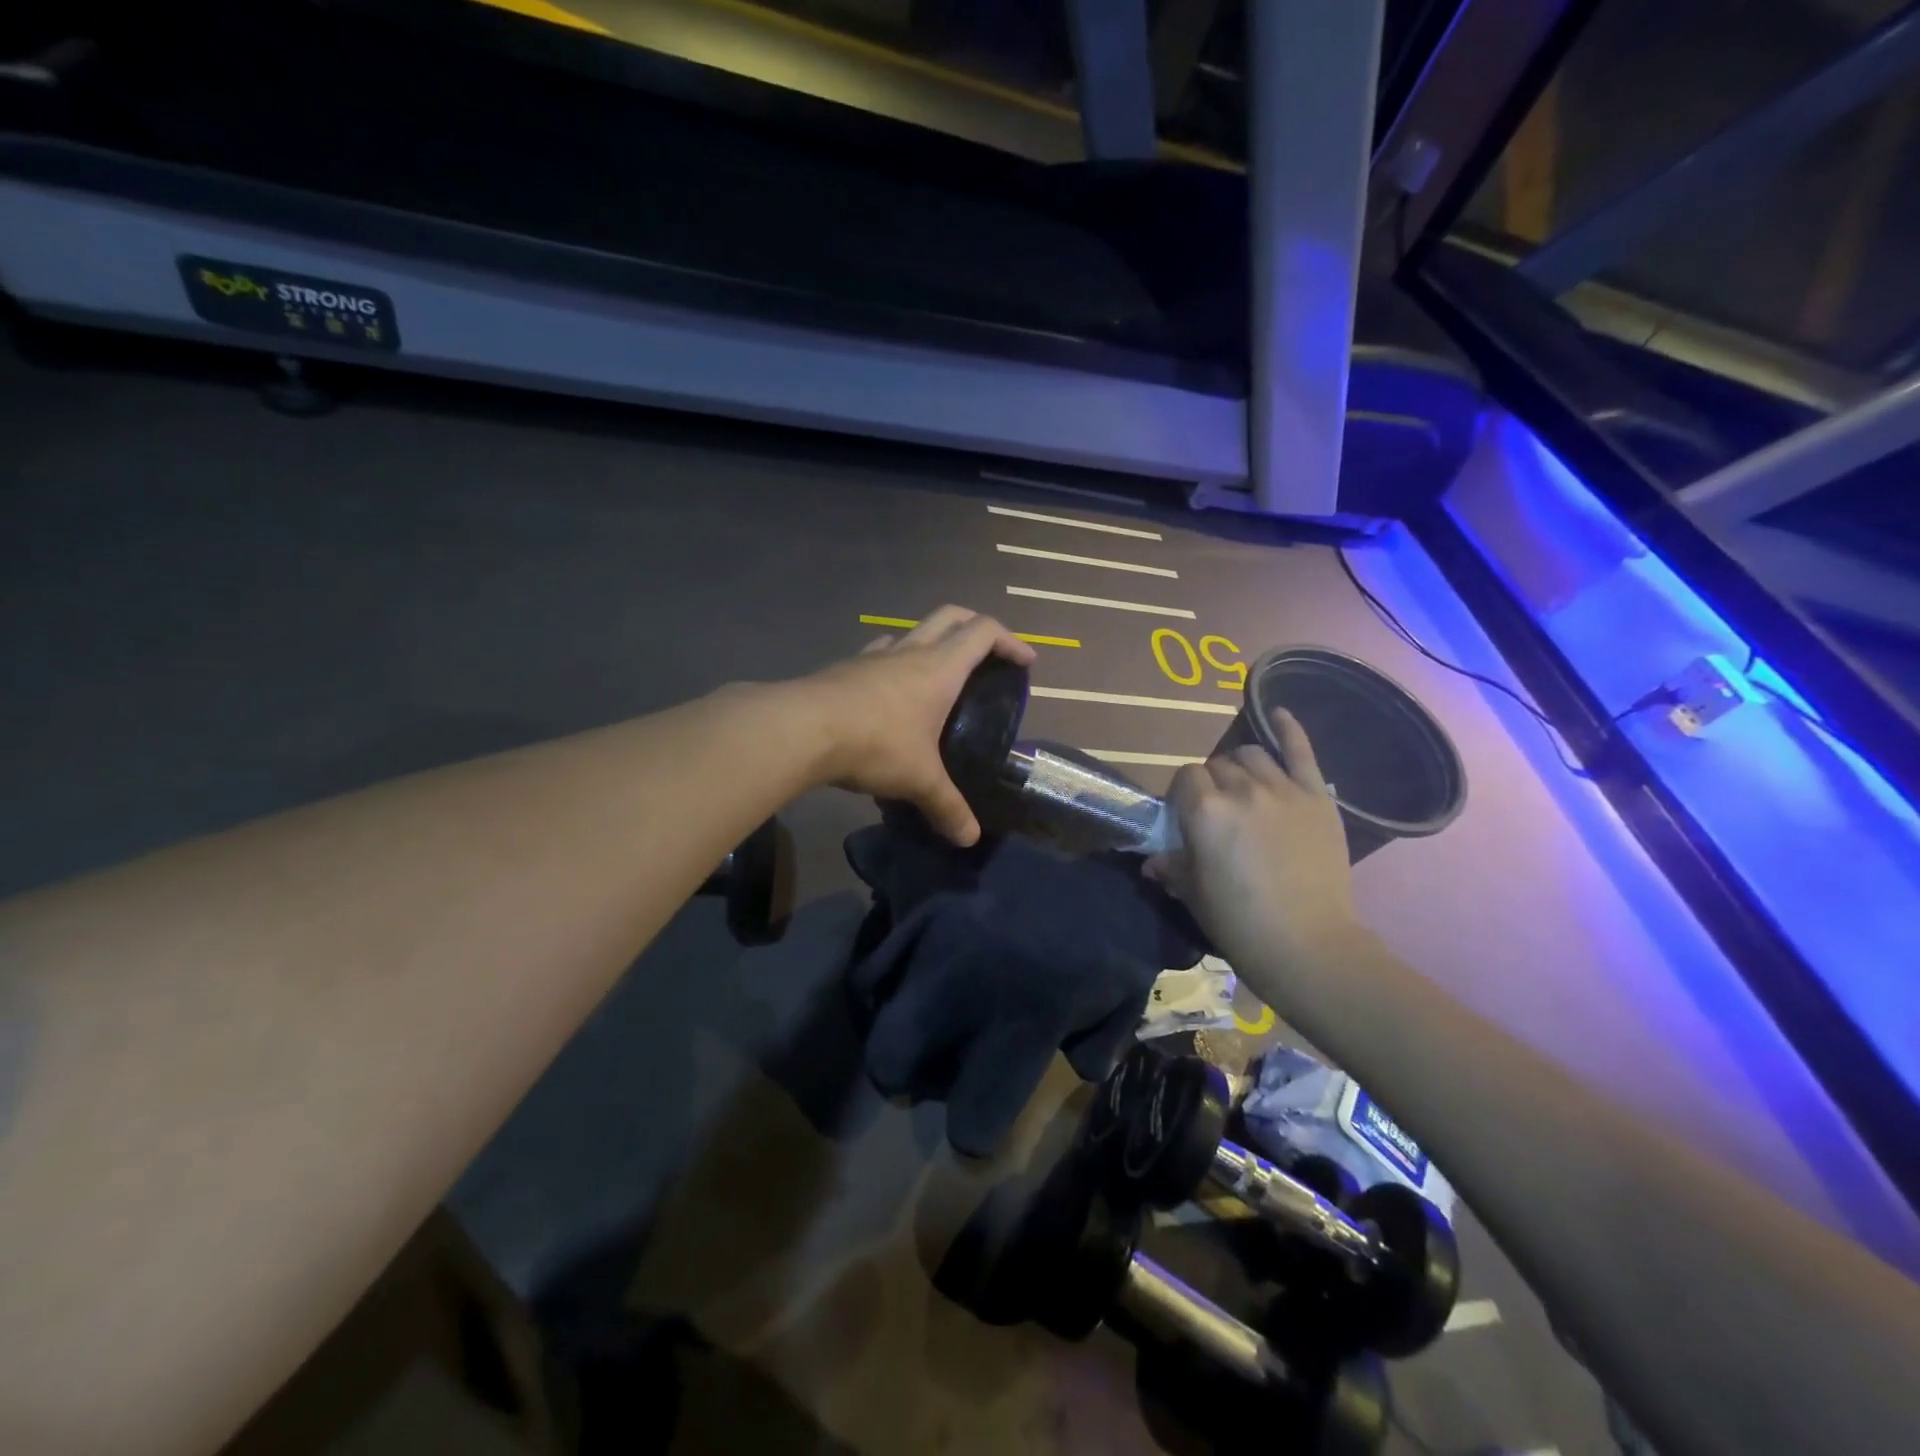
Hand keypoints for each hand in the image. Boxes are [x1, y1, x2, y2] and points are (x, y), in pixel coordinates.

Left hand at [797, 606, 1035, 845]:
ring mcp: (873, 655)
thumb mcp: (919, 780)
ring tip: (939, 678)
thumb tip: (968, 838)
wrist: (800, 730)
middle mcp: (910, 651)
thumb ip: (947, 807)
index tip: (1025, 663)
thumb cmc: (875, 744)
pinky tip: (890, 693)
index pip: (984, 632)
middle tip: (990, 655)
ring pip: (912, 632)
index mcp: (939, 668)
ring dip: (933, 643)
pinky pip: (880, 654)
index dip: (1011, 641)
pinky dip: (895, 663)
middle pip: (951, 616)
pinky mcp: (845, 668)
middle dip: (976, 628)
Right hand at [1145, 709, 1364, 983]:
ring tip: (1244, 788)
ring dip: (1241, 768)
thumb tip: (1154, 862)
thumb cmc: (1240, 924)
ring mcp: (1284, 790)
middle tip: (1217, 811)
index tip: (1186, 816)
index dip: (1183, 794)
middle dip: (1212, 783)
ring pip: (1252, 756)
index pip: (1185, 777)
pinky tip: (1279, 713)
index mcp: (1205, 811)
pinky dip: (1289, 729)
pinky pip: (1301, 752)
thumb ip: (1173, 867)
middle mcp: (1242, 789)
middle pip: (1217, 765)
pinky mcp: (1317, 797)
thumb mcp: (1194, 895)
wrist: (1309, 946)